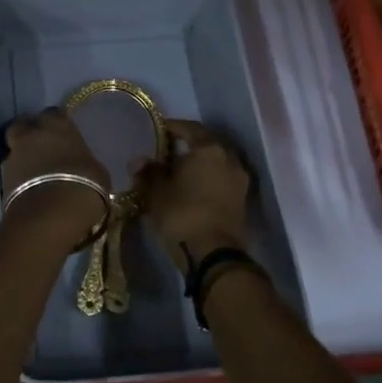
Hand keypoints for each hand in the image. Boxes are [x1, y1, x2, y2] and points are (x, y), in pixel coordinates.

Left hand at [0, 109, 108, 250]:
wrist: (50, 215)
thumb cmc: (83, 186)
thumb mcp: (97, 172)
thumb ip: (84, 162)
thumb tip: (83, 165)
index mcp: (58, 125)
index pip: (54, 113)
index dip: (57, 124)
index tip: (64, 135)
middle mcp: (31, 134)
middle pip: (23, 125)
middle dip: (30, 133)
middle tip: (42, 147)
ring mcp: (13, 155)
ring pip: (14, 149)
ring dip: (23, 157)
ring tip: (35, 174)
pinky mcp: (2, 178)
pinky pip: (11, 172)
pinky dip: (18, 178)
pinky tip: (30, 190)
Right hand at [133, 118, 251, 265]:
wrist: (213, 255)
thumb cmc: (181, 214)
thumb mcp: (156, 192)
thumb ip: (148, 172)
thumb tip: (139, 160)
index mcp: (209, 149)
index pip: (190, 128)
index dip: (172, 128)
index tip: (158, 130)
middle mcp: (230, 159)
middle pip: (206, 145)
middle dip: (188, 147)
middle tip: (167, 152)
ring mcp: (239, 181)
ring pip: (216, 164)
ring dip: (199, 165)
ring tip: (178, 173)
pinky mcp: (242, 201)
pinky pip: (222, 181)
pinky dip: (207, 180)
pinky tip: (191, 188)